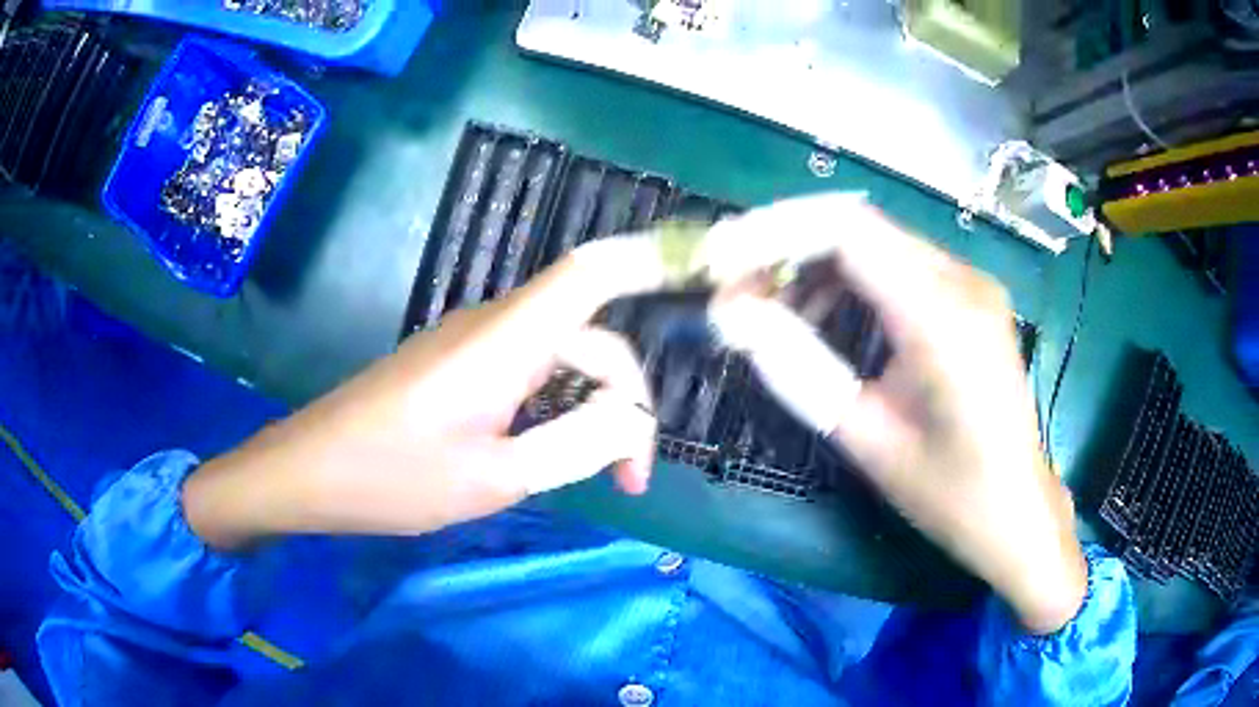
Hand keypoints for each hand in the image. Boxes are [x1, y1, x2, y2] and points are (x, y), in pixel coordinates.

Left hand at [184, 238, 677, 549]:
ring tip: (592, 477)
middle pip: (590, 337)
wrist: (308, 472)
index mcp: (505, 340)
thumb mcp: (495, 479)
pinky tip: (547, 456)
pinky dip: (556, 410)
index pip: (591, 274)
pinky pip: (528, 373)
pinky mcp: (456, 365)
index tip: (698, 279)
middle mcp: (494, 326)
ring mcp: (472, 343)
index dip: (649, 262)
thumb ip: (576, 445)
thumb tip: (632, 420)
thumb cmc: (393, 478)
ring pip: (561, 358)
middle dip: (623, 403)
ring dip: (590, 411)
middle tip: (626, 480)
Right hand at [708, 195, 1086, 634]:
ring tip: (776, 308)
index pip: (846, 231)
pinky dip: (852, 276)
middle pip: (858, 225)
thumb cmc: (948, 491)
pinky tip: (829, 315)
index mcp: (941, 317)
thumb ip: (798, 368)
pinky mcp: (971, 296)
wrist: (1017, 509)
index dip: (774, 232)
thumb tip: (731, 314)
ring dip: (817, 262)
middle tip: (737, 287)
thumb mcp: (867, 437)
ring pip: (877, 240)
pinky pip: (900, 262)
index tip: (720, 260)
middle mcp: (962, 281)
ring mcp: (972, 284)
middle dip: (787, 246)